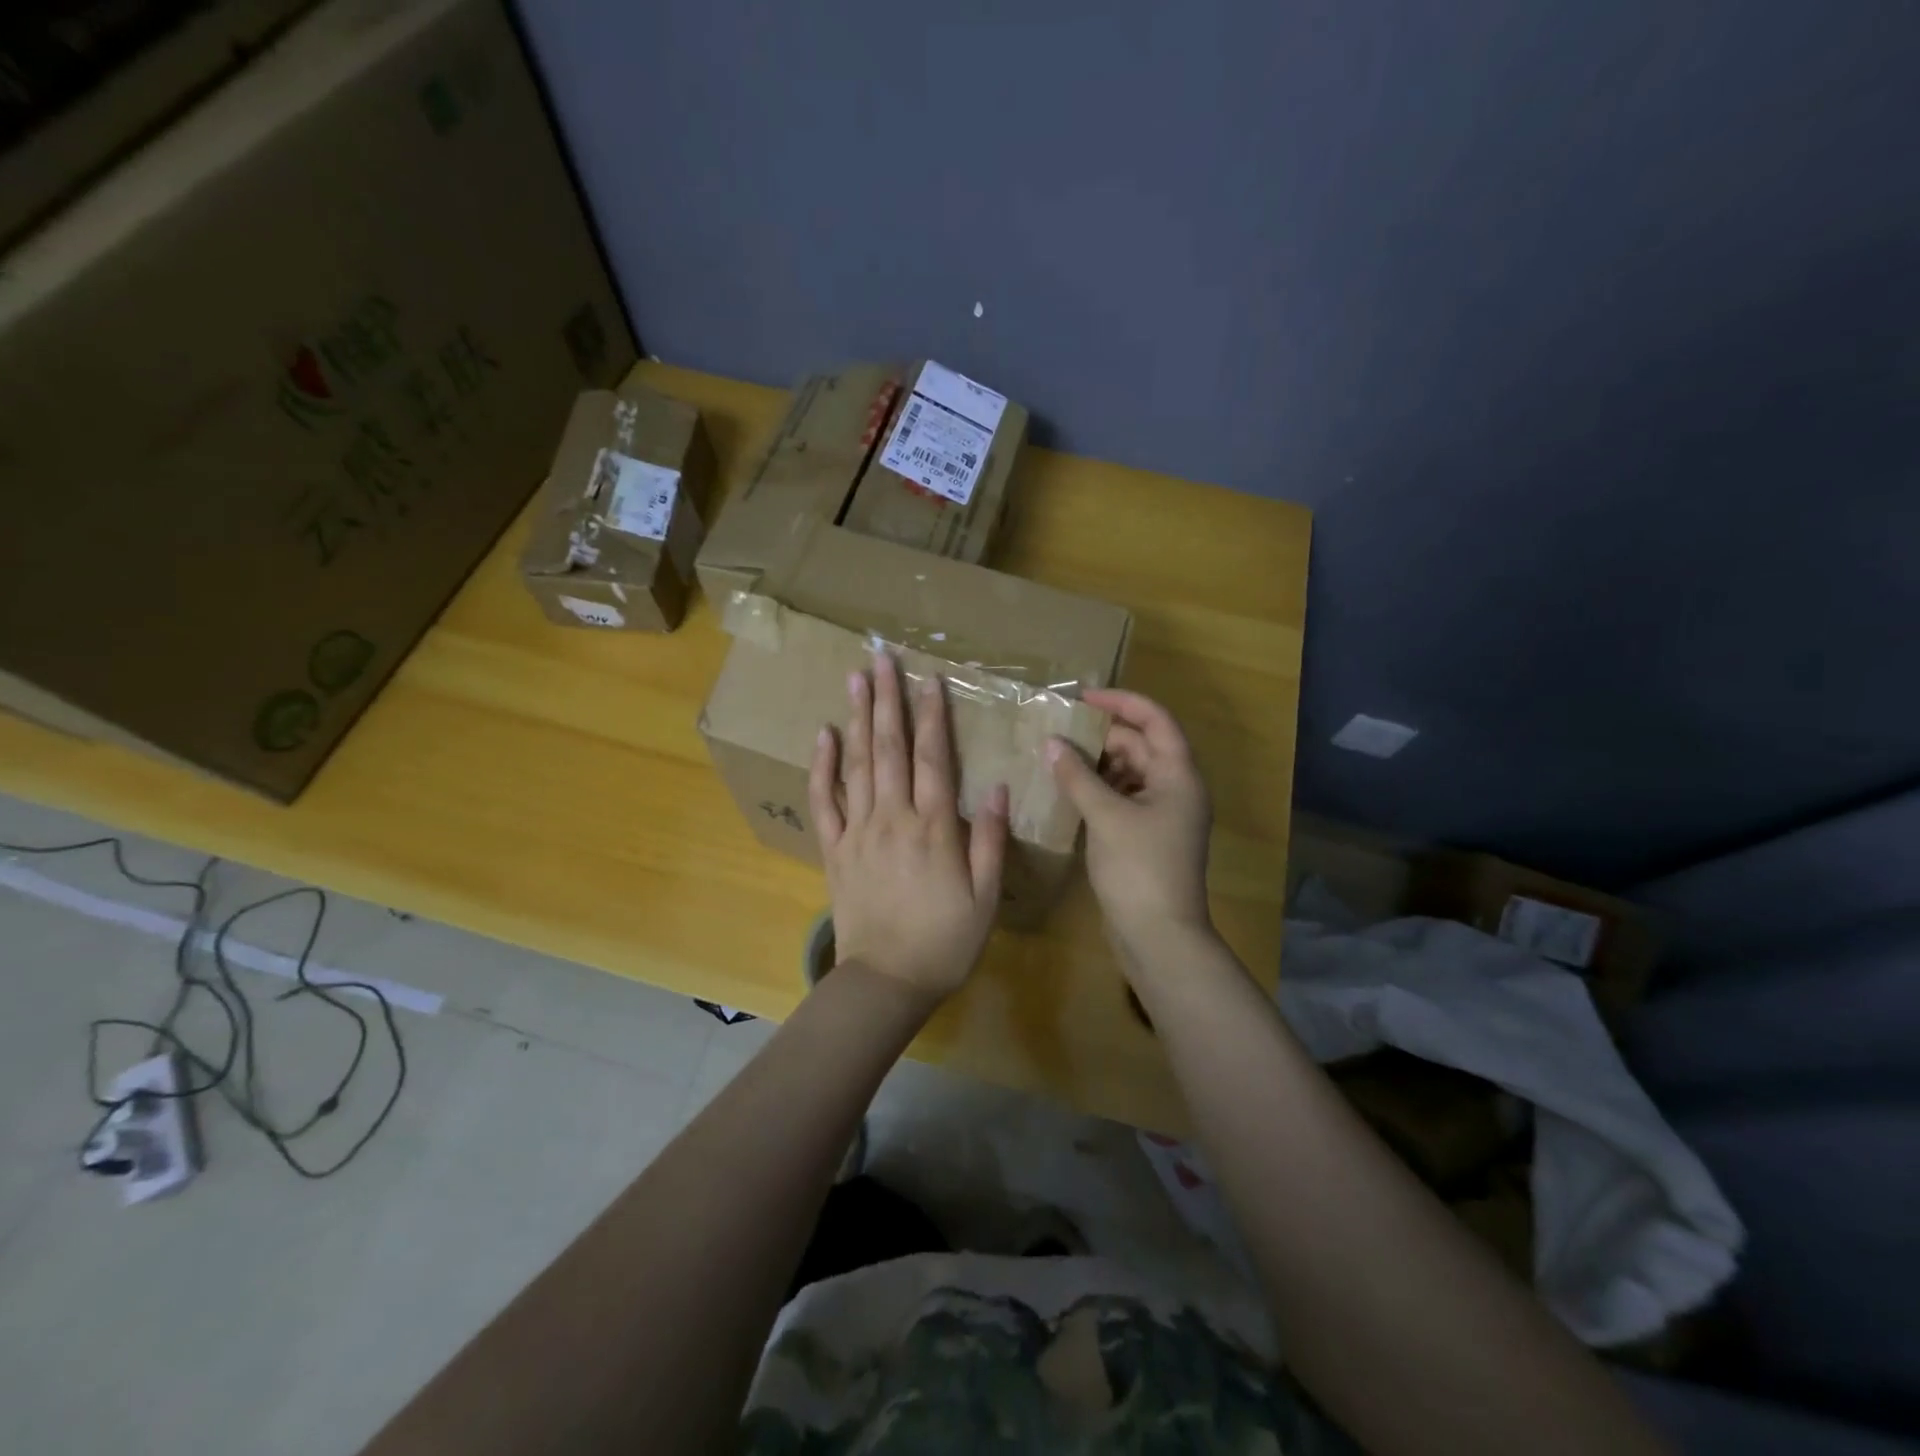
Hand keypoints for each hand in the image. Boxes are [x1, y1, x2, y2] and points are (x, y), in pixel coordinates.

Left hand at [809, 652, 1008, 1007]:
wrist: (886, 982)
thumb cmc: (945, 942)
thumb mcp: (985, 897)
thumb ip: (988, 840)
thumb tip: (995, 787)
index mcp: (933, 828)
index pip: (933, 758)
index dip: (932, 716)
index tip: (929, 679)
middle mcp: (892, 818)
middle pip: (890, 748)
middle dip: (888, 700)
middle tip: (882, 657)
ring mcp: (858, 831)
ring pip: (857, 764)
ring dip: (858, 718)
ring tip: (855, 679)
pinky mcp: (834, 850)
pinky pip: (823, 802)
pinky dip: (822, 767)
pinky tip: (824, 736)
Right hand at [1047, 689, 1213, 964]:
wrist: (1159, 936)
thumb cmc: (1139, 868)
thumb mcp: (1106, 816)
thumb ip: (1077, 776)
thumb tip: (1051, 743)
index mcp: (1179, 775)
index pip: (1155, 720)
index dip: (1121, 701)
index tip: (1081, 697)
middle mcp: (1175, 788)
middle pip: (1139, 745)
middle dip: (1100, 735)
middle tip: (1056, 730)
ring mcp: (1161, 814)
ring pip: (1128, 772)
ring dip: (1095, 763)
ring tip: (1055, 756)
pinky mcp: (1145, 836)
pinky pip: (1121, 798)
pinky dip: (1097, 790)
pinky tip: (1066, 790)